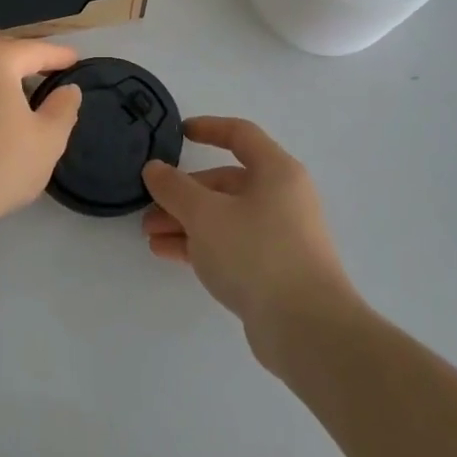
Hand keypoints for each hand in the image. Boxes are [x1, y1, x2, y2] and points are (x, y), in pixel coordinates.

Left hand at [0, 39, 83, 244]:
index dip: (60, 56)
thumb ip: (63, 108)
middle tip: (52, 71)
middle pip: (4, 53)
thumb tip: (68, 90)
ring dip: (1, 75)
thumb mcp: (48, 140)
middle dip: (29, 60)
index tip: (76, 60)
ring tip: (22, 91)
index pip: (36, 50)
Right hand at [141, 117, 358, 353]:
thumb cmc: (257, 253)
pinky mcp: (274, 270)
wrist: (307, 328)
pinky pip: (230, 245)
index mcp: (277, 172)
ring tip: (150, 235)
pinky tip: (167, 253)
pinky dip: (200, 244)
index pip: (240, 135)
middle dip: (184, 193)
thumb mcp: (205, 214)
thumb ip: (174, 188)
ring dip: (186, 221)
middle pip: (226, 182)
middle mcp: (282, 198)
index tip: (178, 133)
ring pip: (224, 217)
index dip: (208, 128)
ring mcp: (280, 236)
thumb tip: (155, 169)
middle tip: (150, 207)